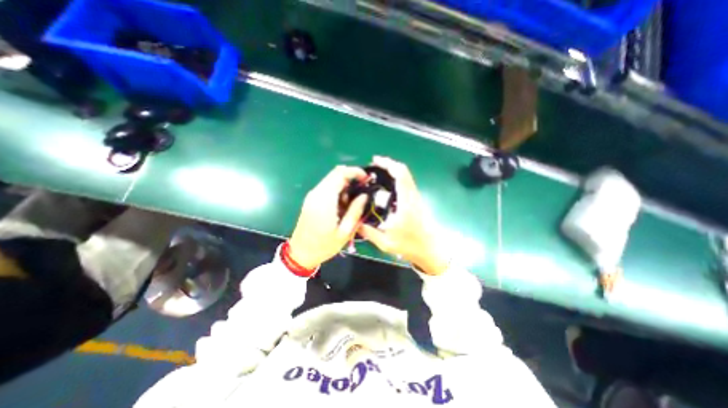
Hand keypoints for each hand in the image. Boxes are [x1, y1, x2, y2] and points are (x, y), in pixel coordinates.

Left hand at [288, 165, 369, 270]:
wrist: (300, 253)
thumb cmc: (324, 246)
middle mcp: (316, 193)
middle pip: (335, 174)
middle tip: (363, 190)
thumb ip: (355, 211)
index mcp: (324, 200)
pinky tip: (344, 205)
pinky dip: (338, 190)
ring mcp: (312, 196)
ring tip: (354, 202)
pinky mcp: (311, 200)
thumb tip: (364, 195)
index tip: (367, 179)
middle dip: (352, 177)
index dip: (355, 172)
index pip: (340, 174)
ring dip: (345, 185)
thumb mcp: (345, 232)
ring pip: (331, 180)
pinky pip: (327, 187)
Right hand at [357, 156, 450, 277]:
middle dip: (389, 164)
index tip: (375, 161)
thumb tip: (355, 223)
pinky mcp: (416, 202)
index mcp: (406, 202)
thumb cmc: (410, 246)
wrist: (431, 250)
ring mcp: (416, 198)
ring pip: (406, 177)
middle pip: (404, 172)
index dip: (388, 164)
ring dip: (393, 171)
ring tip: (377, 175)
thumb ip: (369, 232)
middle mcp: (412, 196)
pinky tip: (385, 187)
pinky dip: (396, 179)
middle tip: (373, 166)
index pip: (400, 175)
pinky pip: (406, 184)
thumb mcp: (385, 242)